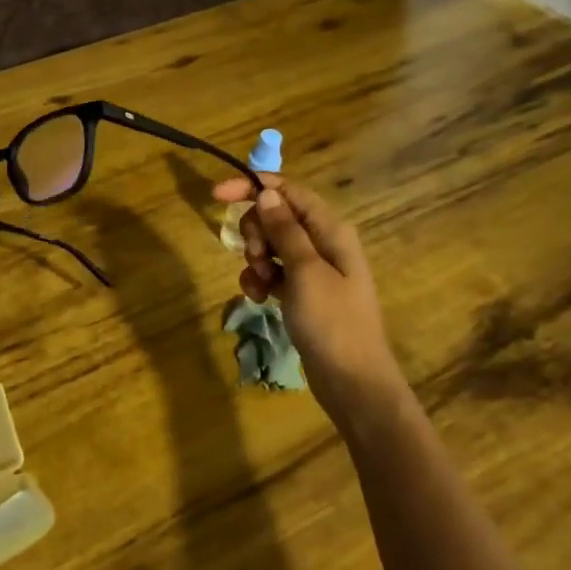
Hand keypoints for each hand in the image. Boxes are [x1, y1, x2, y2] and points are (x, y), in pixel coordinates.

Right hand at [212, 175, 411, 428]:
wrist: (352, 383)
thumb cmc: (332, 322)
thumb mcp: (305, 271)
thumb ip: (285, 229)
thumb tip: (266, 193)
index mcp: (331, 231)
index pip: (289, 192)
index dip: (254, 186)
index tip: (217, 195)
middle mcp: (323, 244)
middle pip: (276, 216)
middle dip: (255, 231)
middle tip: (255, 256)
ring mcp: (313, 270)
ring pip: (271, 245)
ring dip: (256, 258)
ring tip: (260, 283)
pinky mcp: (302, 294)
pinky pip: (273, 273)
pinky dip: (260, 280)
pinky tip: (257, 298)